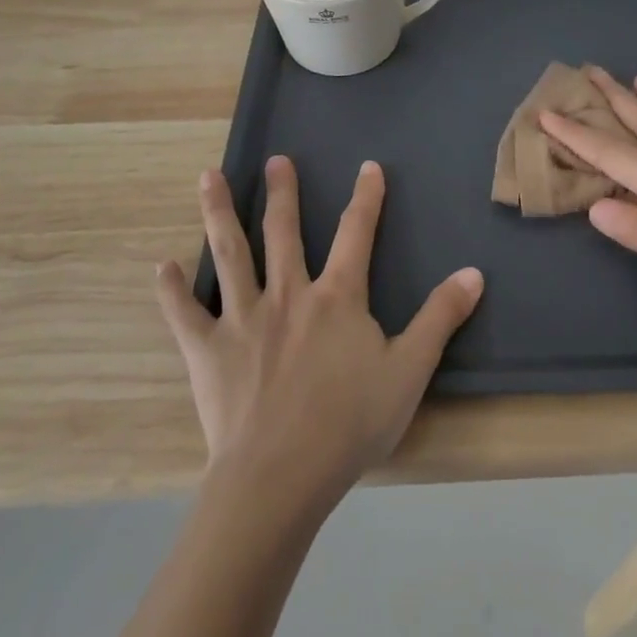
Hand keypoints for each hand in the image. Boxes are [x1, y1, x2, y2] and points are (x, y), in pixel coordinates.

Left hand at [154, 156, 482, 513]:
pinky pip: (185, 314)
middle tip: (276, 160)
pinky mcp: (208, 351)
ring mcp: (243, 319)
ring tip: (207, 177)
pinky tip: (162, 267)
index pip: (356, 234)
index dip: (366, 198)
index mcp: (337, 297)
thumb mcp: (410, 370)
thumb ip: (440, 317)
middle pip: (284, 232)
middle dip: (282, 193)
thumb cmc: (350, 423)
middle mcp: (288, 294)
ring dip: (219, 213)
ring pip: (230, 254)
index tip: (368, 167)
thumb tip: (474, 272)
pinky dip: (172, 290)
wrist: (280, 476)